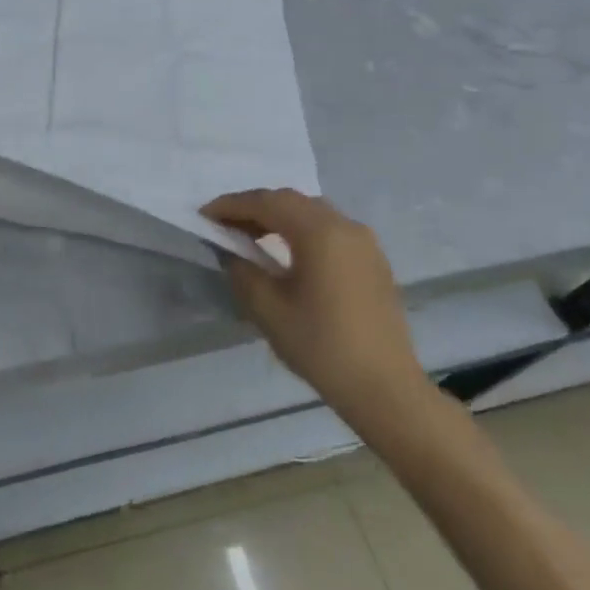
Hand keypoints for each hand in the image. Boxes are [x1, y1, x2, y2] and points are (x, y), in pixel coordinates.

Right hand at [202, 188, 431, 430]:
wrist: (385, 389)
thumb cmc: (322, 346)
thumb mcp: (267, 309)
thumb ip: (241, 270)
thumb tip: (231, 252)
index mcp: (319, 232)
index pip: (265, 202)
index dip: (231, 205)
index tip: (204, 215)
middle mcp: (344, 225)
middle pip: (290, 200)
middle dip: (253, 207)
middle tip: (224, 224)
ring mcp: (364, 242)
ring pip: (312, 211)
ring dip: (278, 216)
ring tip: (251, 236)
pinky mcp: (372, 260)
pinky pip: (329, 228)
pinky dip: (301, 229)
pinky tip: (286, 251)